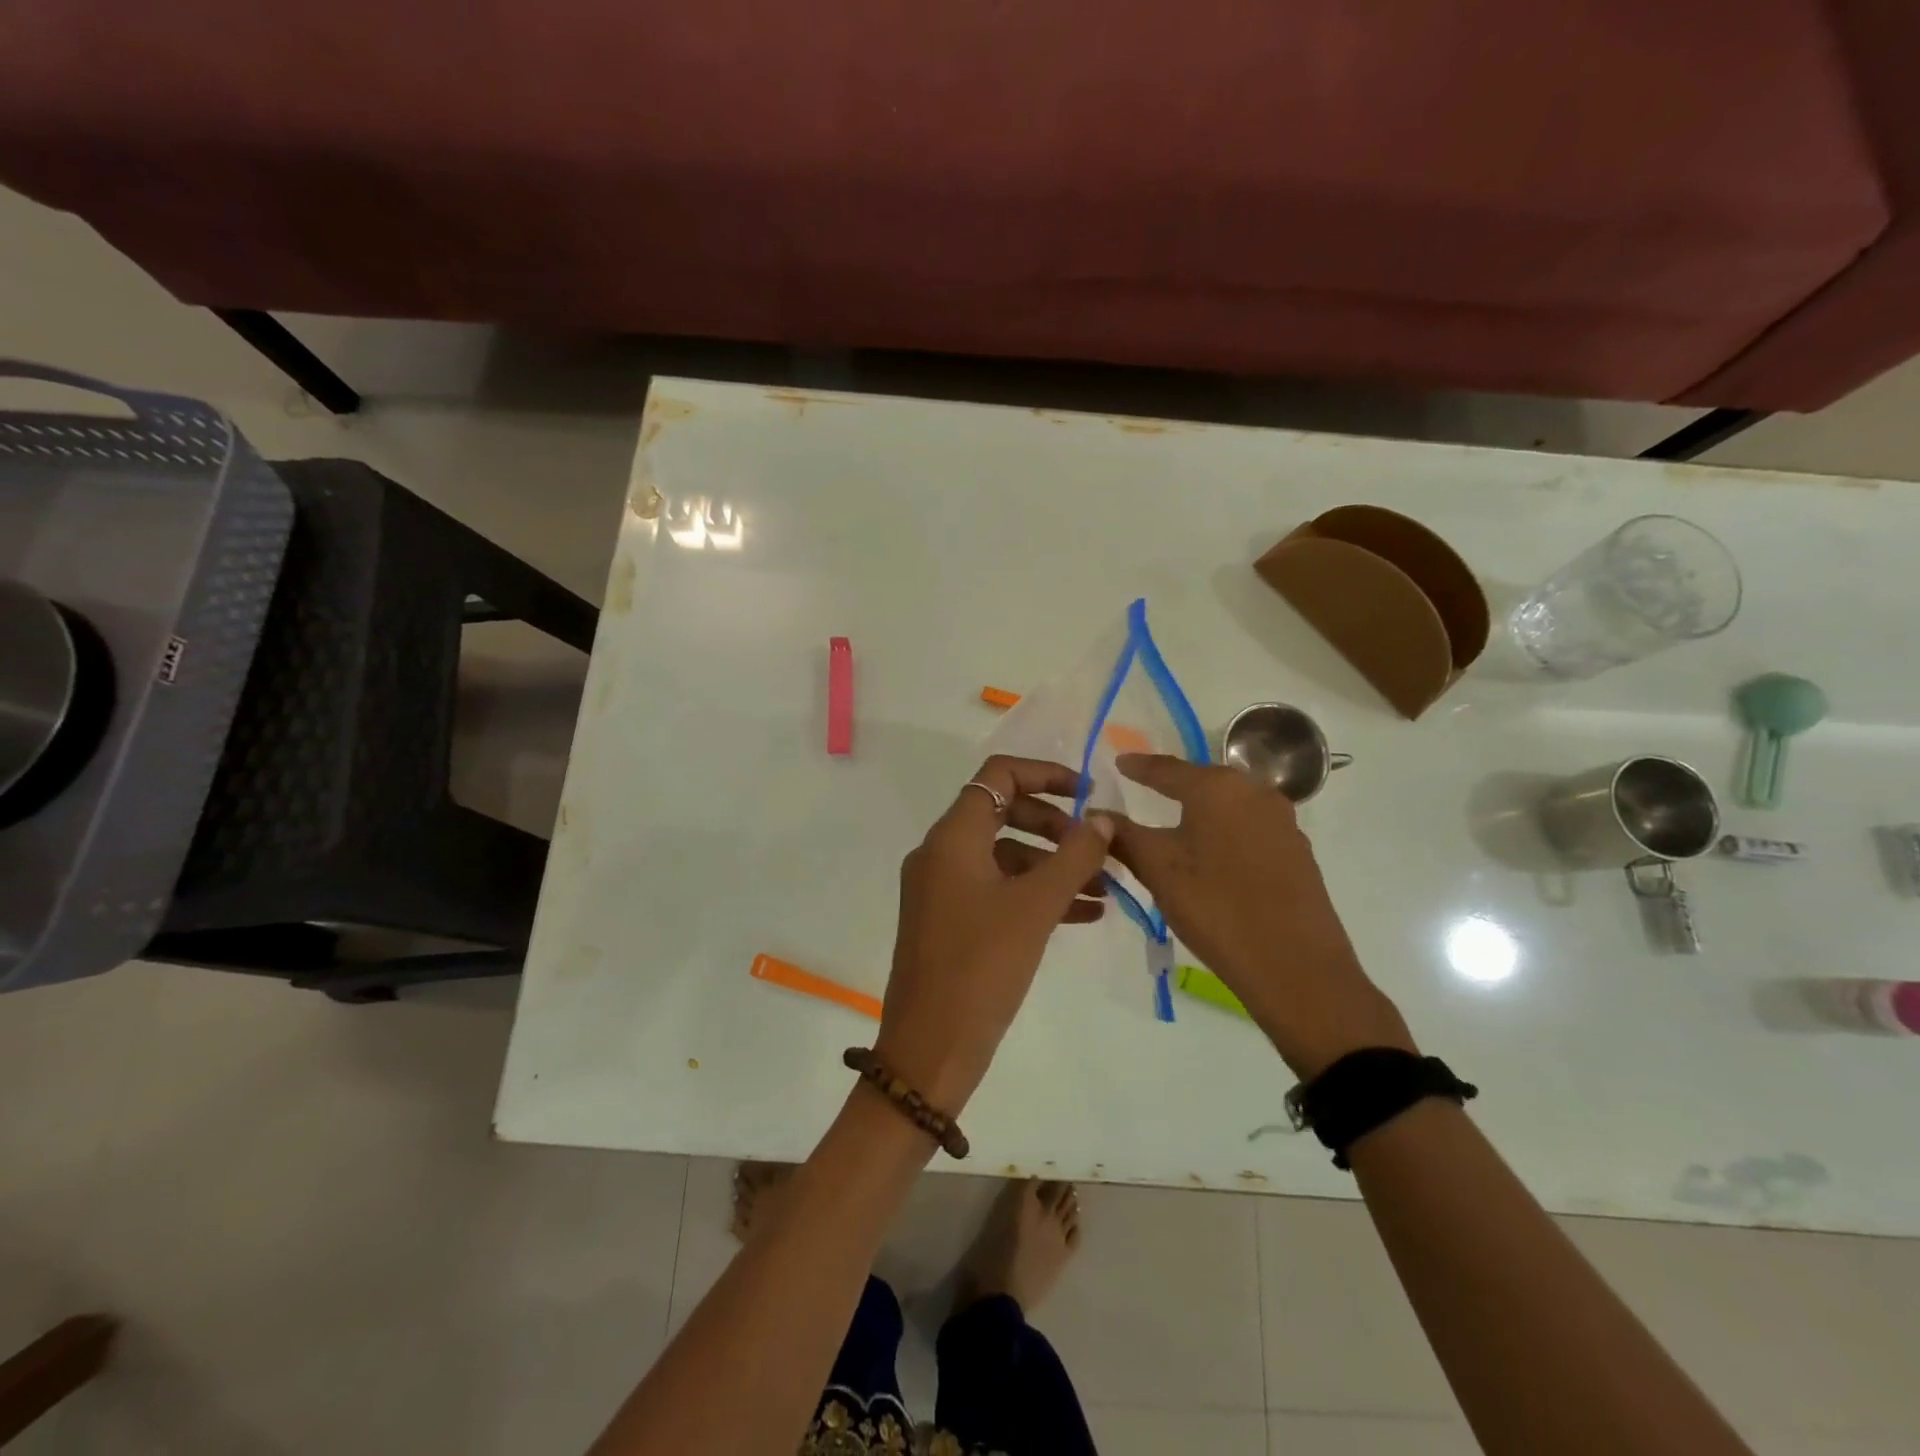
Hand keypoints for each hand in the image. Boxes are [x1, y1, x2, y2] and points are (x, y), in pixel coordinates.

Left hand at [875, 756, 1115, 1112]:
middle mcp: (941, 853)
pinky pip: (997, 891)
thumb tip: (1102, 818)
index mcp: (953, 837)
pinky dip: (1035, 894)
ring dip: (1052, 866)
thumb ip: (1074, 857)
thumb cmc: (981, 968)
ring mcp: (942, 889)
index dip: (1046, 774)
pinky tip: (1082, 914)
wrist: (930, 1049)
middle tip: (1097, 850)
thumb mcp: (1035, 907)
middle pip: (1005, 813)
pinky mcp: (949, 921)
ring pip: (1005, 856)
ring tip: (1104, 889)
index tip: (1087, 795)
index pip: (998, 776)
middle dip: (1056, 826)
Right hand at [1109, 753, 1413, 1077]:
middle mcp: (1254, 791)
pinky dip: (1224, 831)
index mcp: (1217, 788)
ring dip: (1201, 811)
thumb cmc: (1216, 908)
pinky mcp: (1296, 850)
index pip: (1166, 768)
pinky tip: (1212, 852)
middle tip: (1144, 789)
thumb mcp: (1158, 869)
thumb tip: (1096, 814)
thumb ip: (1123, 836)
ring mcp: (1282, 820)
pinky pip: (1249, 827)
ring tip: (1176, 823)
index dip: (1139, 766)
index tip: (1118, 762)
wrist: (1296, 968)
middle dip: (1172, 785)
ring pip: (1229, 805)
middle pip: (1202, 781)